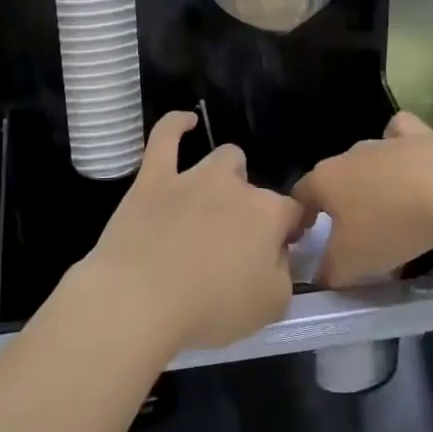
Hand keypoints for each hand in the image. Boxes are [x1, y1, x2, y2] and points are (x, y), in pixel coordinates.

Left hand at [78, 113, 300, 354]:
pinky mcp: (153, 178)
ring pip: (222, 159)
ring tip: (212, 203)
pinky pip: (165, 137)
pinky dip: (176, 125)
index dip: (289, 231)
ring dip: (225, 176)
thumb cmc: (209, 309)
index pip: (293, 212)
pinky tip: (186, 121)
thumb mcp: (271, 306)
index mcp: (268, 214)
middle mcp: (234, 186)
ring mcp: (192, 177)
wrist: (139, 299)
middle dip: (251, 209)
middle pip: (254, 187)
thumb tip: (278, 255)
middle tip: (234, 244)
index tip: (281, 251)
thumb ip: (284, 274)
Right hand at [293, 113, 432, 286]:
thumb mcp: (353, 263)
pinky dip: (405, 146)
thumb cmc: (390, 225)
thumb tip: (322, 276)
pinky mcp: (424, 135)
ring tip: (392, 206)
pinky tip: (415, 164)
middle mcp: (350, 154)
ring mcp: (387, 141)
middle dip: (341, 199)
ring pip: (369, 155)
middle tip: (357, 232)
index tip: (310, 237)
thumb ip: (331, 272)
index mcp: (325, 180)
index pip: (300, 194)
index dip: (301, 216)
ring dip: (374, 177)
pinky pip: (404, 134)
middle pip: (336, 175)